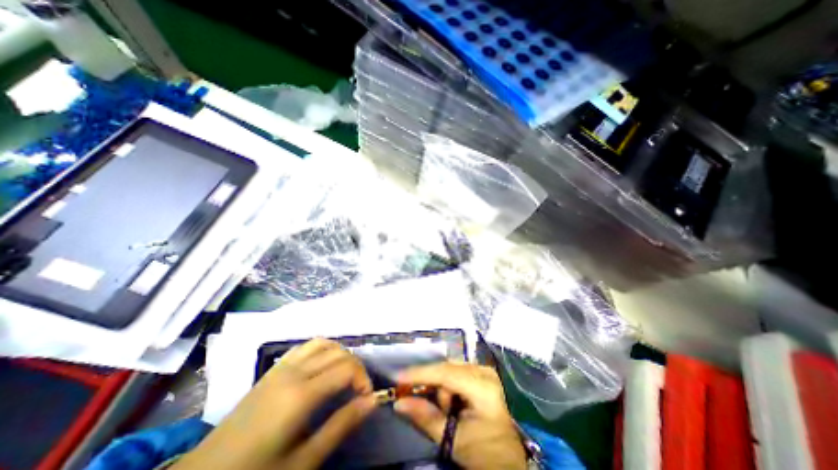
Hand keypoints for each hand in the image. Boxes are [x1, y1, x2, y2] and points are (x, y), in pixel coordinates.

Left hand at [173, 338, 376, 468]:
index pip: (346, 368)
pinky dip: (321, 348)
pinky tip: (322, 365)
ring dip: (340, 353)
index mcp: (301, 395)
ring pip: (323, 343)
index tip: (367, 397)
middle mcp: (294, 371)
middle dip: (356, 366)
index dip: (363, 379)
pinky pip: (304, 346)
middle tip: (358, 389)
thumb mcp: (304, 461)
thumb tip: (372, 401)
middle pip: (338, 352)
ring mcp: (281, 367)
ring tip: (343, 375)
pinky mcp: (273, 369)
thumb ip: (341, 425)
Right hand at [393, 364, 521, 469]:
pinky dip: (447, 385)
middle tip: (417, 398)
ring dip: (440, 387)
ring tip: (445, 409)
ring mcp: (484, 370)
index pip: (446, 373)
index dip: (421, 374)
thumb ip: (425, 417)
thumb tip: (399, 402)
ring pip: (449, 369)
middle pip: (447, 369)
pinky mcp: (481, 373)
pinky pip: (455, 372)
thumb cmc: (482, 452)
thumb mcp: (452, 439)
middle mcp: (484, 372)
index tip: (399, 377)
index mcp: (483, 387)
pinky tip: (450, 401)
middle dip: (431, 384)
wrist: (506, 458)